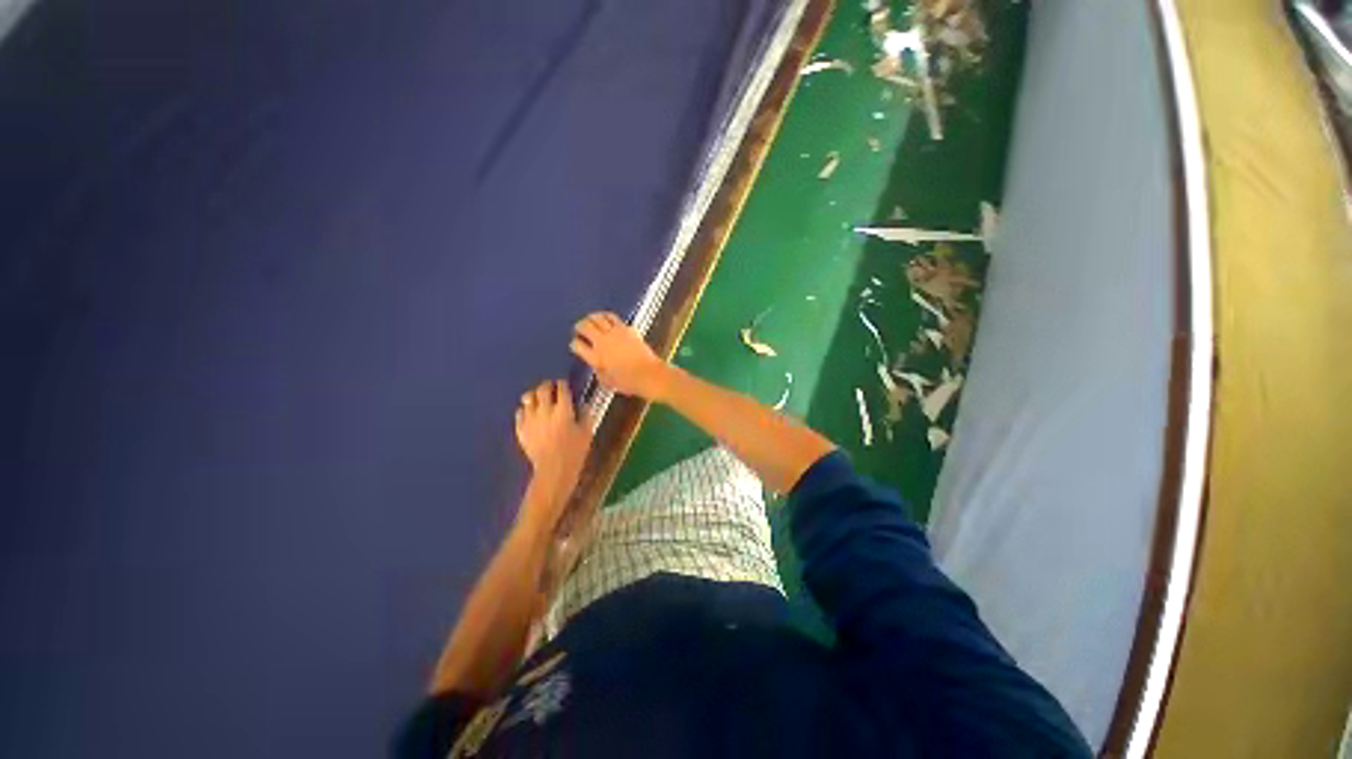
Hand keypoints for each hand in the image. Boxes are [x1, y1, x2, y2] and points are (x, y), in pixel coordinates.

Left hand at [514, 380, 591, 510]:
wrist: (553, 470)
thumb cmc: (574, 452)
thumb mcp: (586, 433)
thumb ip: (585, 415)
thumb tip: (582, 404)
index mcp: (563, 410)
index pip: (562, 388)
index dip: (563, 384)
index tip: (564, 385)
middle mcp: (545, 410)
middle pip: (543, 389)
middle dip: (548, 386)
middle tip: (551, 388)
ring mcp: (530, 419)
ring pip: (528, 398)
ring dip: (534, 396)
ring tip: (538, 399)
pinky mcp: (521, 429)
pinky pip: (519, 412)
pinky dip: (525, 410)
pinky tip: (530, 414)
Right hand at [570, 312, 670, 399]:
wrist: (648, 374)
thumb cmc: (628, 382)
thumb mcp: (607, 381)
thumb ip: (598, 370)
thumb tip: (596, 364)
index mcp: (595, 357)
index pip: (577, 344)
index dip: (574, 343)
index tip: (576, 344)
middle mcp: (602, 341)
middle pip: (585, 326)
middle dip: (579, 326)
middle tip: (579, 328)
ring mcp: (615, 333)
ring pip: (598, 317)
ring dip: (592, 317)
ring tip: (591, 319)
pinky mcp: (627, 328)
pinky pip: (613, 318)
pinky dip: (607, 317)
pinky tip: (607, 319)